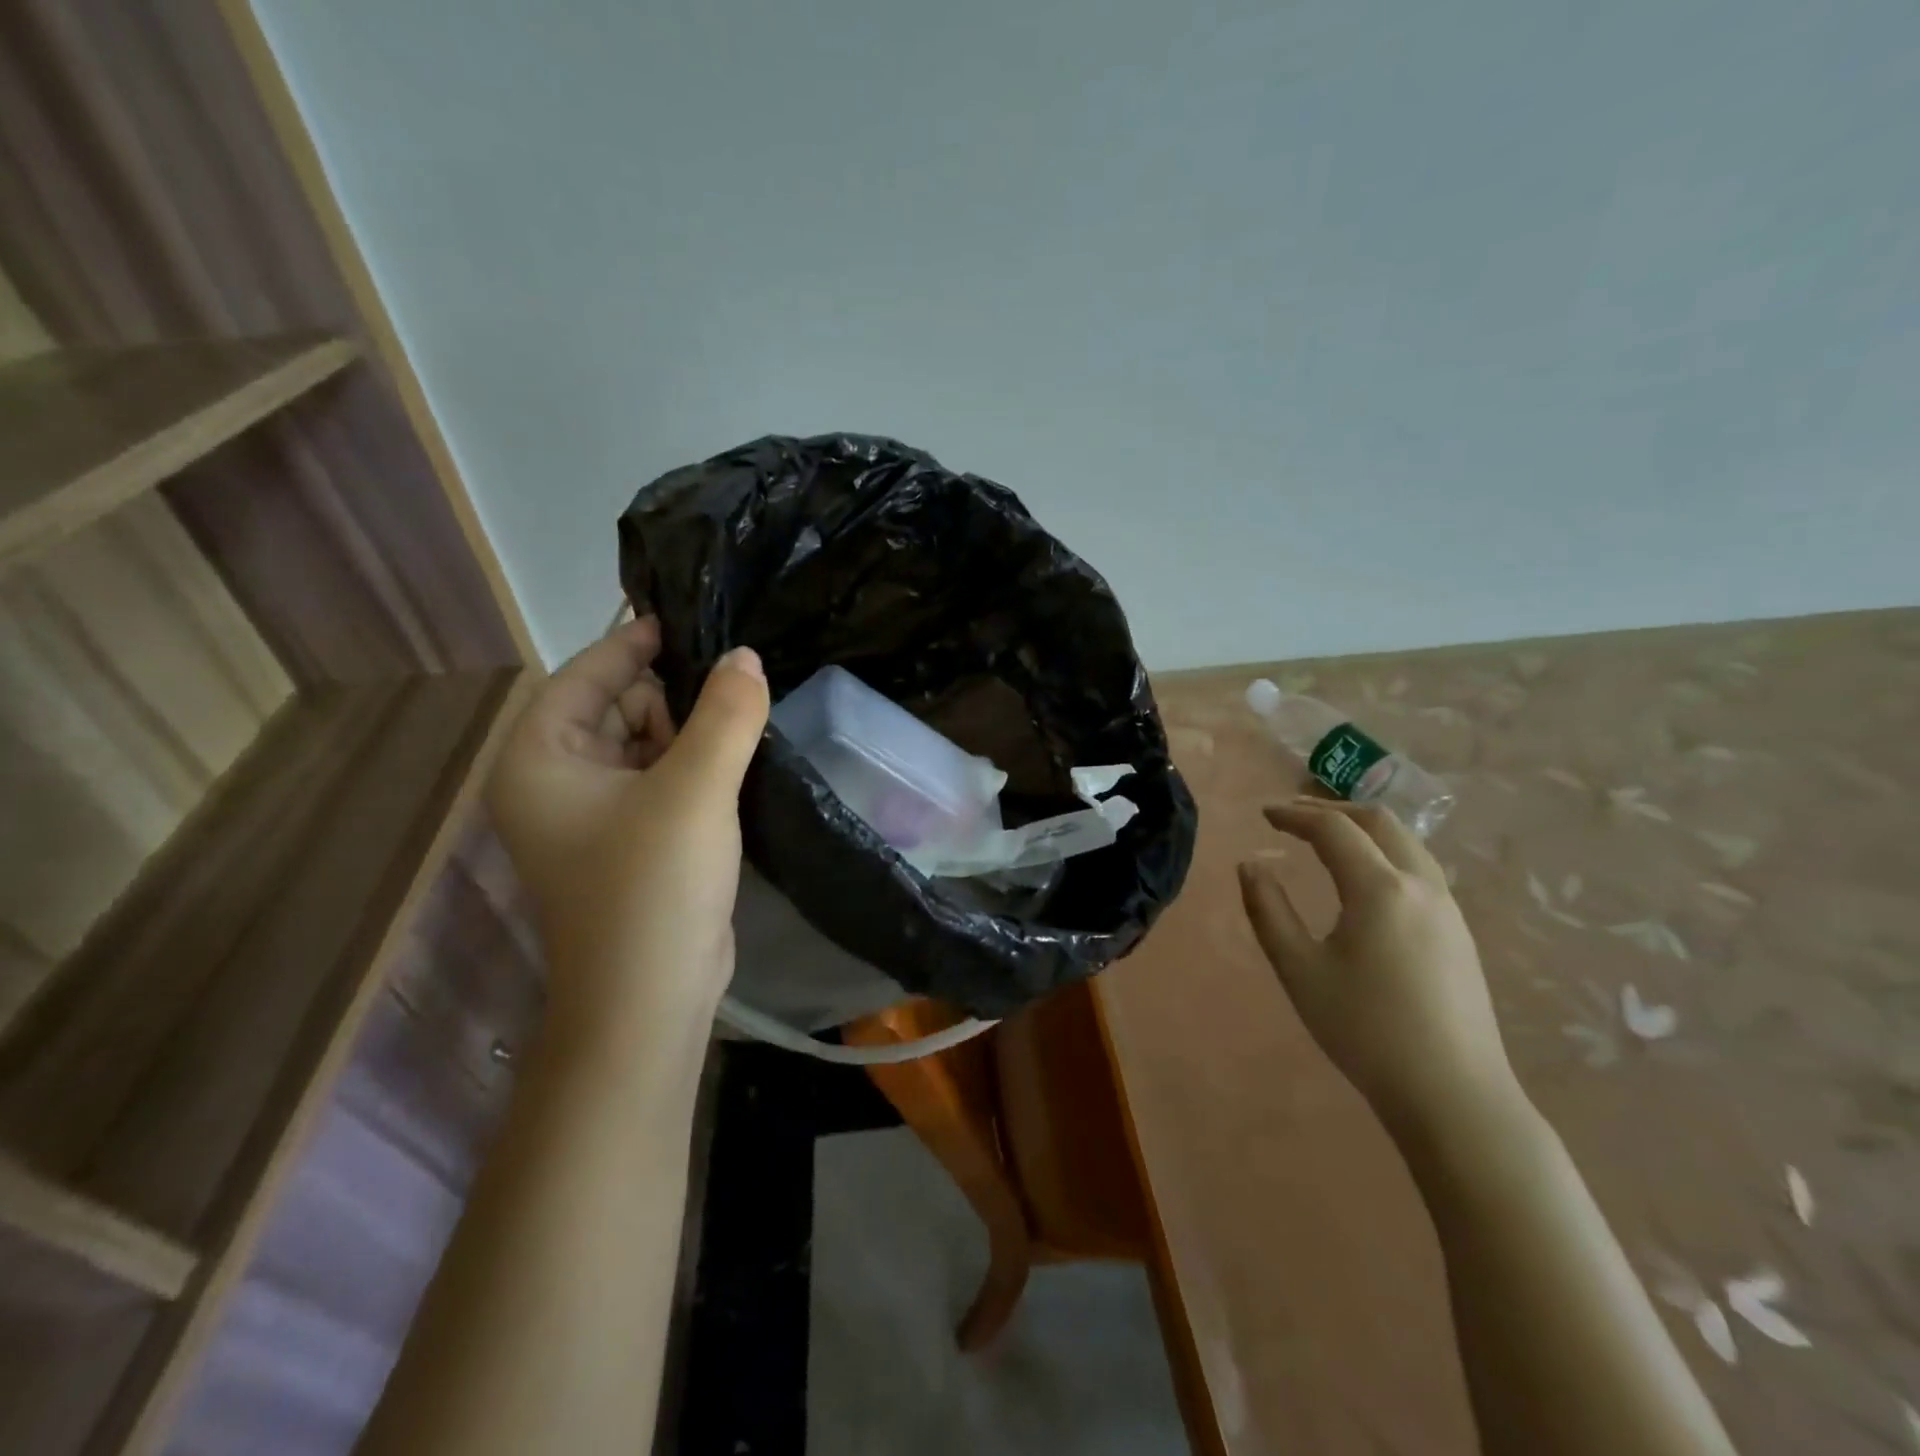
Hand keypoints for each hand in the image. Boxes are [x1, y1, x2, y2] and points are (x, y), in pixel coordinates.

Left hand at [486, 616, 768, 1026]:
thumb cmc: (654, 885)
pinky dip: (693, 764)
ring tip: (743, 706)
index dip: (632, 644)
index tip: (685, 620)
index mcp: (540, 760)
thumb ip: (724, 714)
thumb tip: (746, 656)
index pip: (584, 676)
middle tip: (733, 670)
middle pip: (614, 708)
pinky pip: (659, 780)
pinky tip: (736, 752)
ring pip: (642, 745)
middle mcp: (555, 783)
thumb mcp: (696, 788)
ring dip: (688, 728)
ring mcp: (592, 817)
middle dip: (670, 690)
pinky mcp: (630, 843)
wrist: (651, 999)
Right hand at [1237, 799, 1516, 1138]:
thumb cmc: (1365, 1029)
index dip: (1295, 814)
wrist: (1453, 1094)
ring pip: (1407, 842)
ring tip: (1328, 838)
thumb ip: (1268, 910)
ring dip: (1364, 828)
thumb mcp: (1299, 969)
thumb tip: (1251, 866)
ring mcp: (1448, 909)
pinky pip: (1420, 868)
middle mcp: (1421, 885)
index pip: (1333, 829)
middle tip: (1294, 817)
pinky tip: (1366, 880)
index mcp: (1380, 889)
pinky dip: (1385, 852)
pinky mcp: (1459, 933)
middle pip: (1380, 821)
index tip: (1264, 814)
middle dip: (1333, 810)